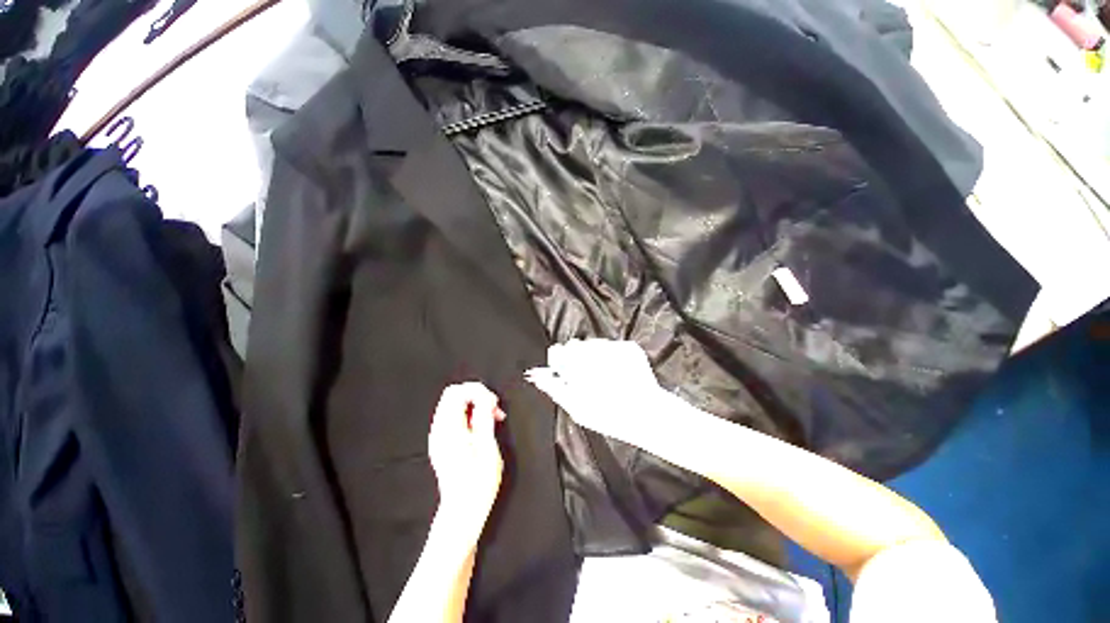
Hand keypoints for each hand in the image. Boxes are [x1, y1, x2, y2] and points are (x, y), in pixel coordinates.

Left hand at [428, 382, 506, 539]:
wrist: (463, 511)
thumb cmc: (477, 483)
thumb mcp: (487, 446)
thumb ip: (484, 417)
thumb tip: (485, 397)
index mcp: (449, 429)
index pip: (457, 392)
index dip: (477, 391)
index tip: (493, 403)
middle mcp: (439, 430)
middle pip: (453, 395)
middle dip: (476, 395)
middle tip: (493, 409)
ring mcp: (439, 437)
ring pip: (454, 405)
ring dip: (475, 405)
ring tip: (492, 418)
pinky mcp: (443, 443)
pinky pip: (455, 417)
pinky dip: (470, 415)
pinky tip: (483, 427)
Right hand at [525, 339, 667, 445]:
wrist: (647, 414)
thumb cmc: (608, 415)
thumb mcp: (575, 406)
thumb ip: (553, 387)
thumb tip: (535, 375)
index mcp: (575, 362)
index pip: (557, 351)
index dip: (560, 363)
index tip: (565, 374)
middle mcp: (593, 348)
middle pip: (576, 346)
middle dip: (577, 359)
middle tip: (586, 379)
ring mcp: (613, 345)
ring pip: (594, 345)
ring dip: (595, 357)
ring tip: (606, 377)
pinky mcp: (629, 346)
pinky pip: (613, 347)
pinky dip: (613, 357)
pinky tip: (618, 374)